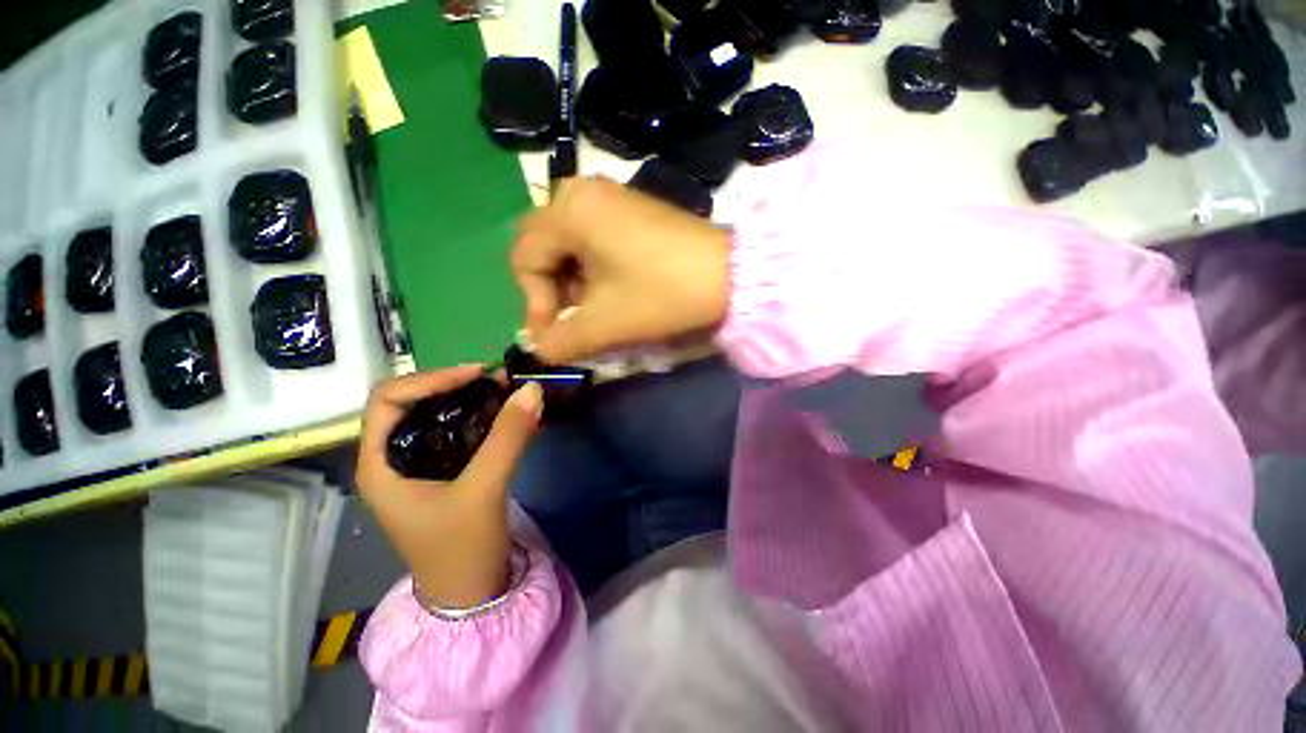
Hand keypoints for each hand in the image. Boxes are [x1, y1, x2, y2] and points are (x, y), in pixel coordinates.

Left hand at [356, 366, 542, 608]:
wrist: (470, 594)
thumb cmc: (461, 548)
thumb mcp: (484, 491)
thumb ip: (508, 438)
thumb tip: (531, 389)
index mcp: (380, 464)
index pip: (388, 400)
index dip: (430, 379)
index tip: (476, 374)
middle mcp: (392, 459)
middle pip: (413, 403)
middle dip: (453, 385)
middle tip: (495, 380)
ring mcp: (418, 466)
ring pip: (437, 415)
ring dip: (470, 400)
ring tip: (504, 391)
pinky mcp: (443, 472)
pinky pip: (458, 432)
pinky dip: (480, 417)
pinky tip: (505, 415)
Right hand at [512, 178, 730, 362]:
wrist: (731, 276)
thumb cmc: (662, 294)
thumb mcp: (605, 323)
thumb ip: (560, 340)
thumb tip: (538, 348)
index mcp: (569, 210)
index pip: (524, 258)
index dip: (534, 302)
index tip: (556, 333)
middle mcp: (583, 192)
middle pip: (543, 246)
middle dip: (551, 289)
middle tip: (573, 317)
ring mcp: (610, 197)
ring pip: (568, 243)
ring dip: (572, 280)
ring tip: (595, 309)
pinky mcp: (631, 210)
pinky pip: (593, 237)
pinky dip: (592, 267)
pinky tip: (613, 289)